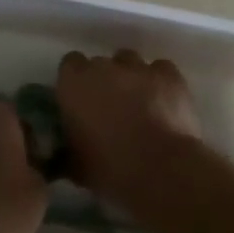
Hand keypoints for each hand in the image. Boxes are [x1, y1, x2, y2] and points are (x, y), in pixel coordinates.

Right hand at [56, 50, 201, 207]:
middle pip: (100, 64)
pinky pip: (160, 70)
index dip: (76, 82)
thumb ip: (66, 150)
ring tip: (138, 104)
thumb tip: (64, 153)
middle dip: (103, 81)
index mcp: (73, 84)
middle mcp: (103, 67)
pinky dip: (160, 81)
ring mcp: (138, 68)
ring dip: (130, 78)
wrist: (162, 170)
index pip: (69, 65)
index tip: (80, 101)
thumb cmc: (110, 169)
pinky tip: (163, 101)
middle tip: (109, 108)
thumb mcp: (75, 165)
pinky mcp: (169, 75)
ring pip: (130, 62)